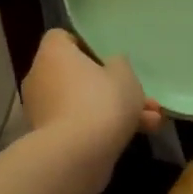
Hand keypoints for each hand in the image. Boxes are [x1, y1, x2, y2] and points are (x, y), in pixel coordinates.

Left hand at [21, 29, 160, 154]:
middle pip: (78, 75)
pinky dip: (102, 129)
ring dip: (115, 110)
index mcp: (53, 53)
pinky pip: (78, 125)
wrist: (77, 155)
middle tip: (142, 97)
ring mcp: (42, 110)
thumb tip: (111, 65)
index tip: (109, 59)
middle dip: (113, 88)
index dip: (86, 46)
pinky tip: (138, 136)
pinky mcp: (48, 138)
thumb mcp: (124, 75)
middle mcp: (40, 77)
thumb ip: (119, 64)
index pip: (62, 38)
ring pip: (83, 103)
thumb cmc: (100, 101)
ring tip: (152, 121)